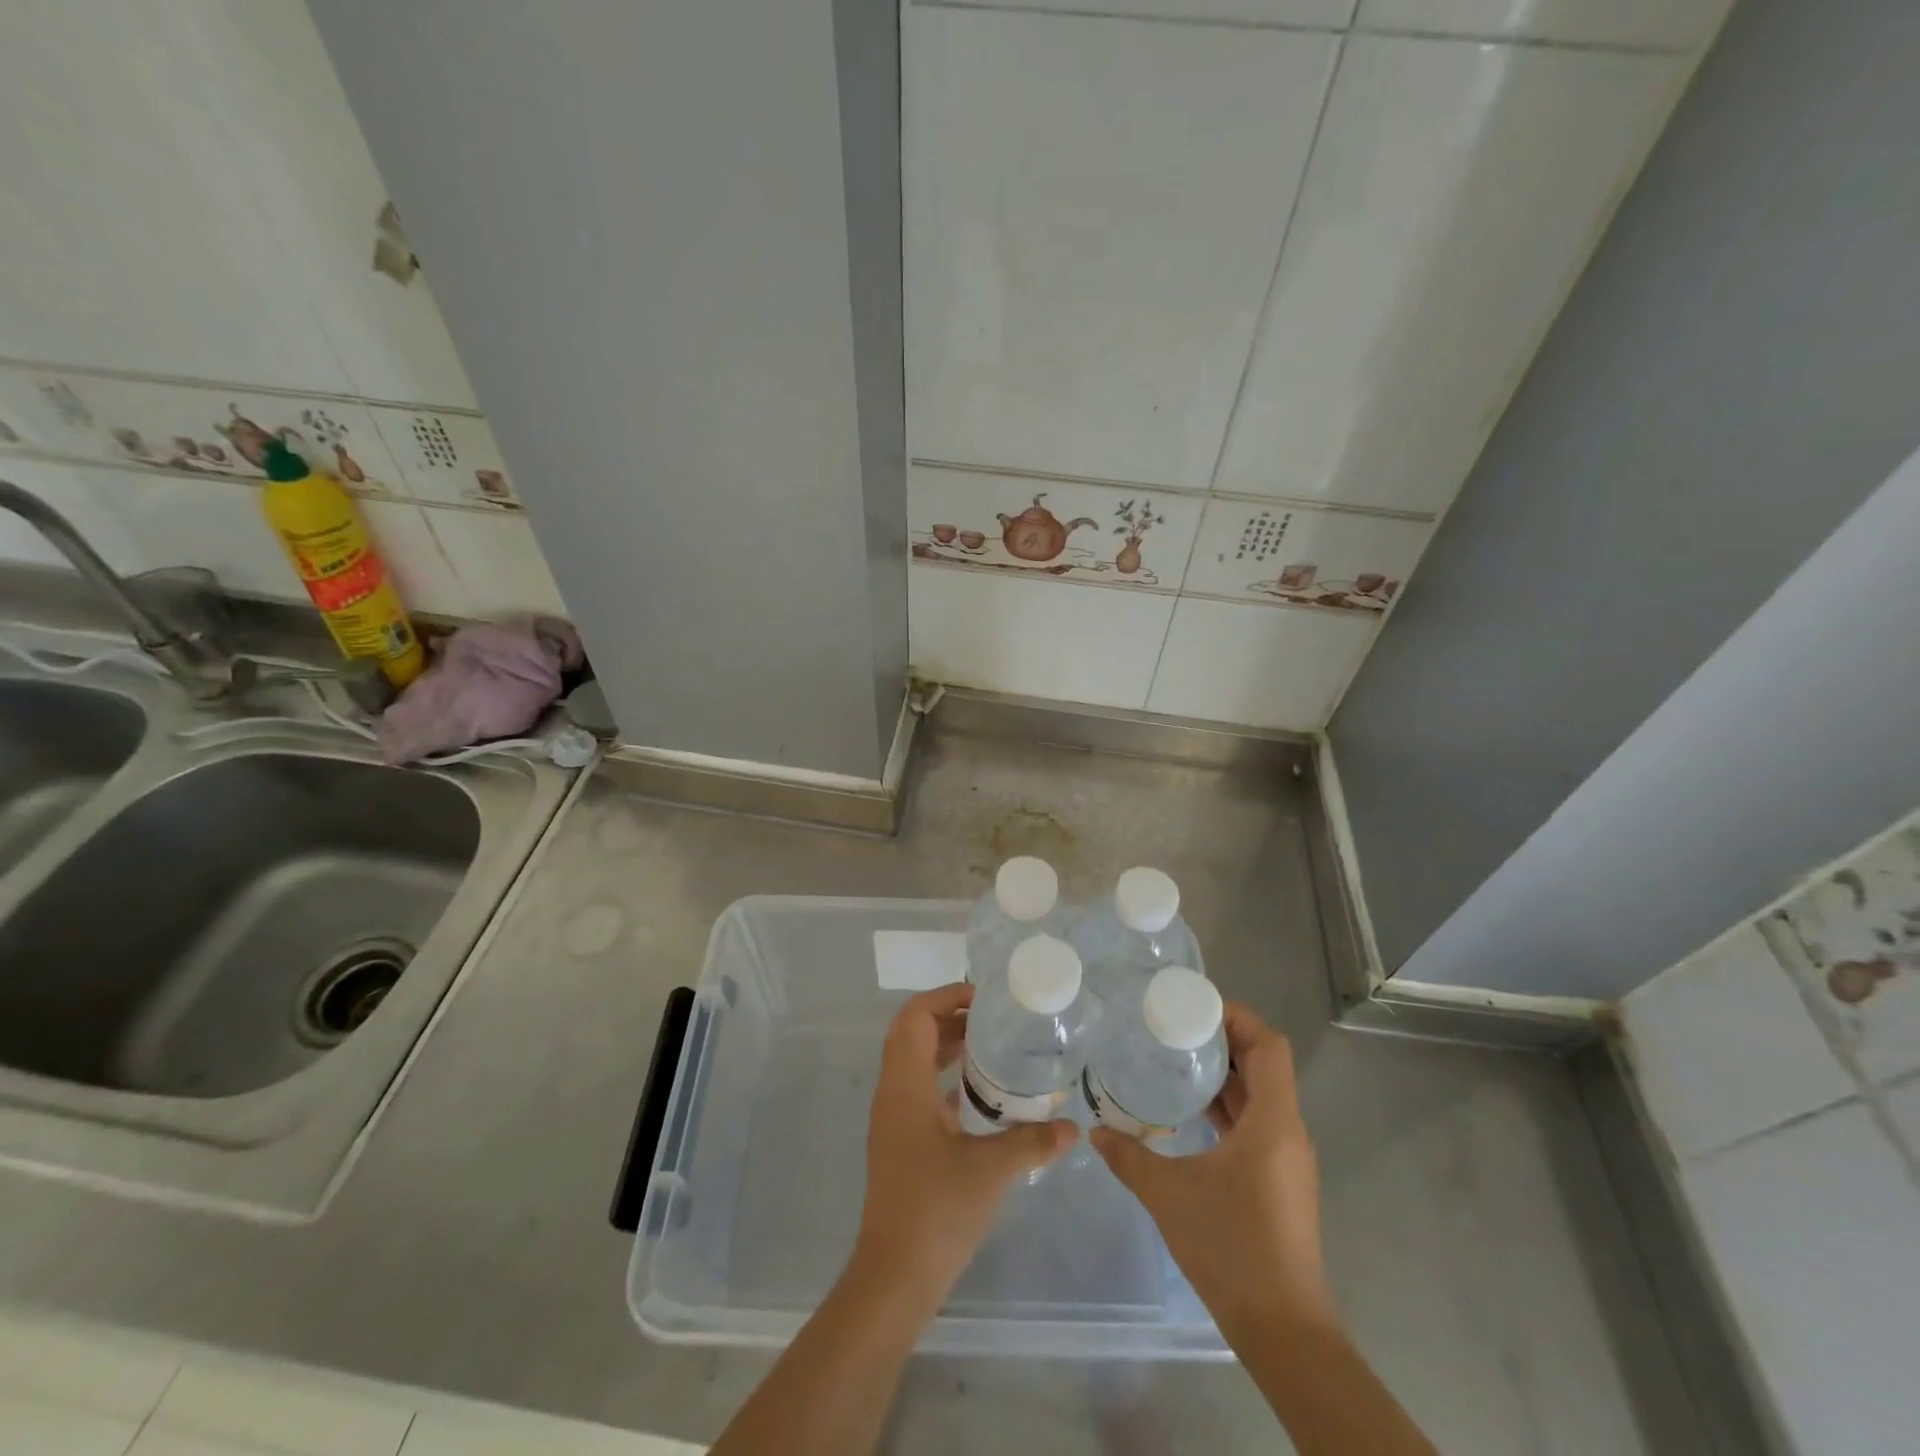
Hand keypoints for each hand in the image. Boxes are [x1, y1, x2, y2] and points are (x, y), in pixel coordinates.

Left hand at [852, 983, 1076, 1308]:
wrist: (895, 1276)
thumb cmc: (937, 1211)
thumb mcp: (991, 1171)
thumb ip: (1032, 1142)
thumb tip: (1074, 1127)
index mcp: (905, 1086)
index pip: (914, 1017)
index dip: (945, 997)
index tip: (983, 998)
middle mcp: (892, 1092)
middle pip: (911, 1032)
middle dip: (948, 1016)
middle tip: (992, 1018)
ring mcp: (892, 1117)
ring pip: (913, 1059)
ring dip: (945, 1044)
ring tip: (989, 1045)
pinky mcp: (899, 1139)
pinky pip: (918, 1086)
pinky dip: (943, 1074)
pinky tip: (978, 1091)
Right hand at [1092, 1004, 1334, 1338]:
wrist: (1283, 1330)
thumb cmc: (1231, 1248)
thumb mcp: (1169, 1195)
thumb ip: (1129, 1156)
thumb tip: (1095, 1131)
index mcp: (1273, 1123)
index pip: (1269, 1047)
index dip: (1238, 1018)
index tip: (1195, 1006)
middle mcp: (1287, 1132)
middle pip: (1265, 1065)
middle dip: (1224, 1040)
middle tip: (1175, 1026)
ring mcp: (1287, 1159)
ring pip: (1261, 1096)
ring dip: (1225, 1075)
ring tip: (1177, 1060)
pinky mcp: (1280, 1181)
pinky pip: (1257, 1123)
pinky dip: (1228, 1107)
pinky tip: (1191, 1114)